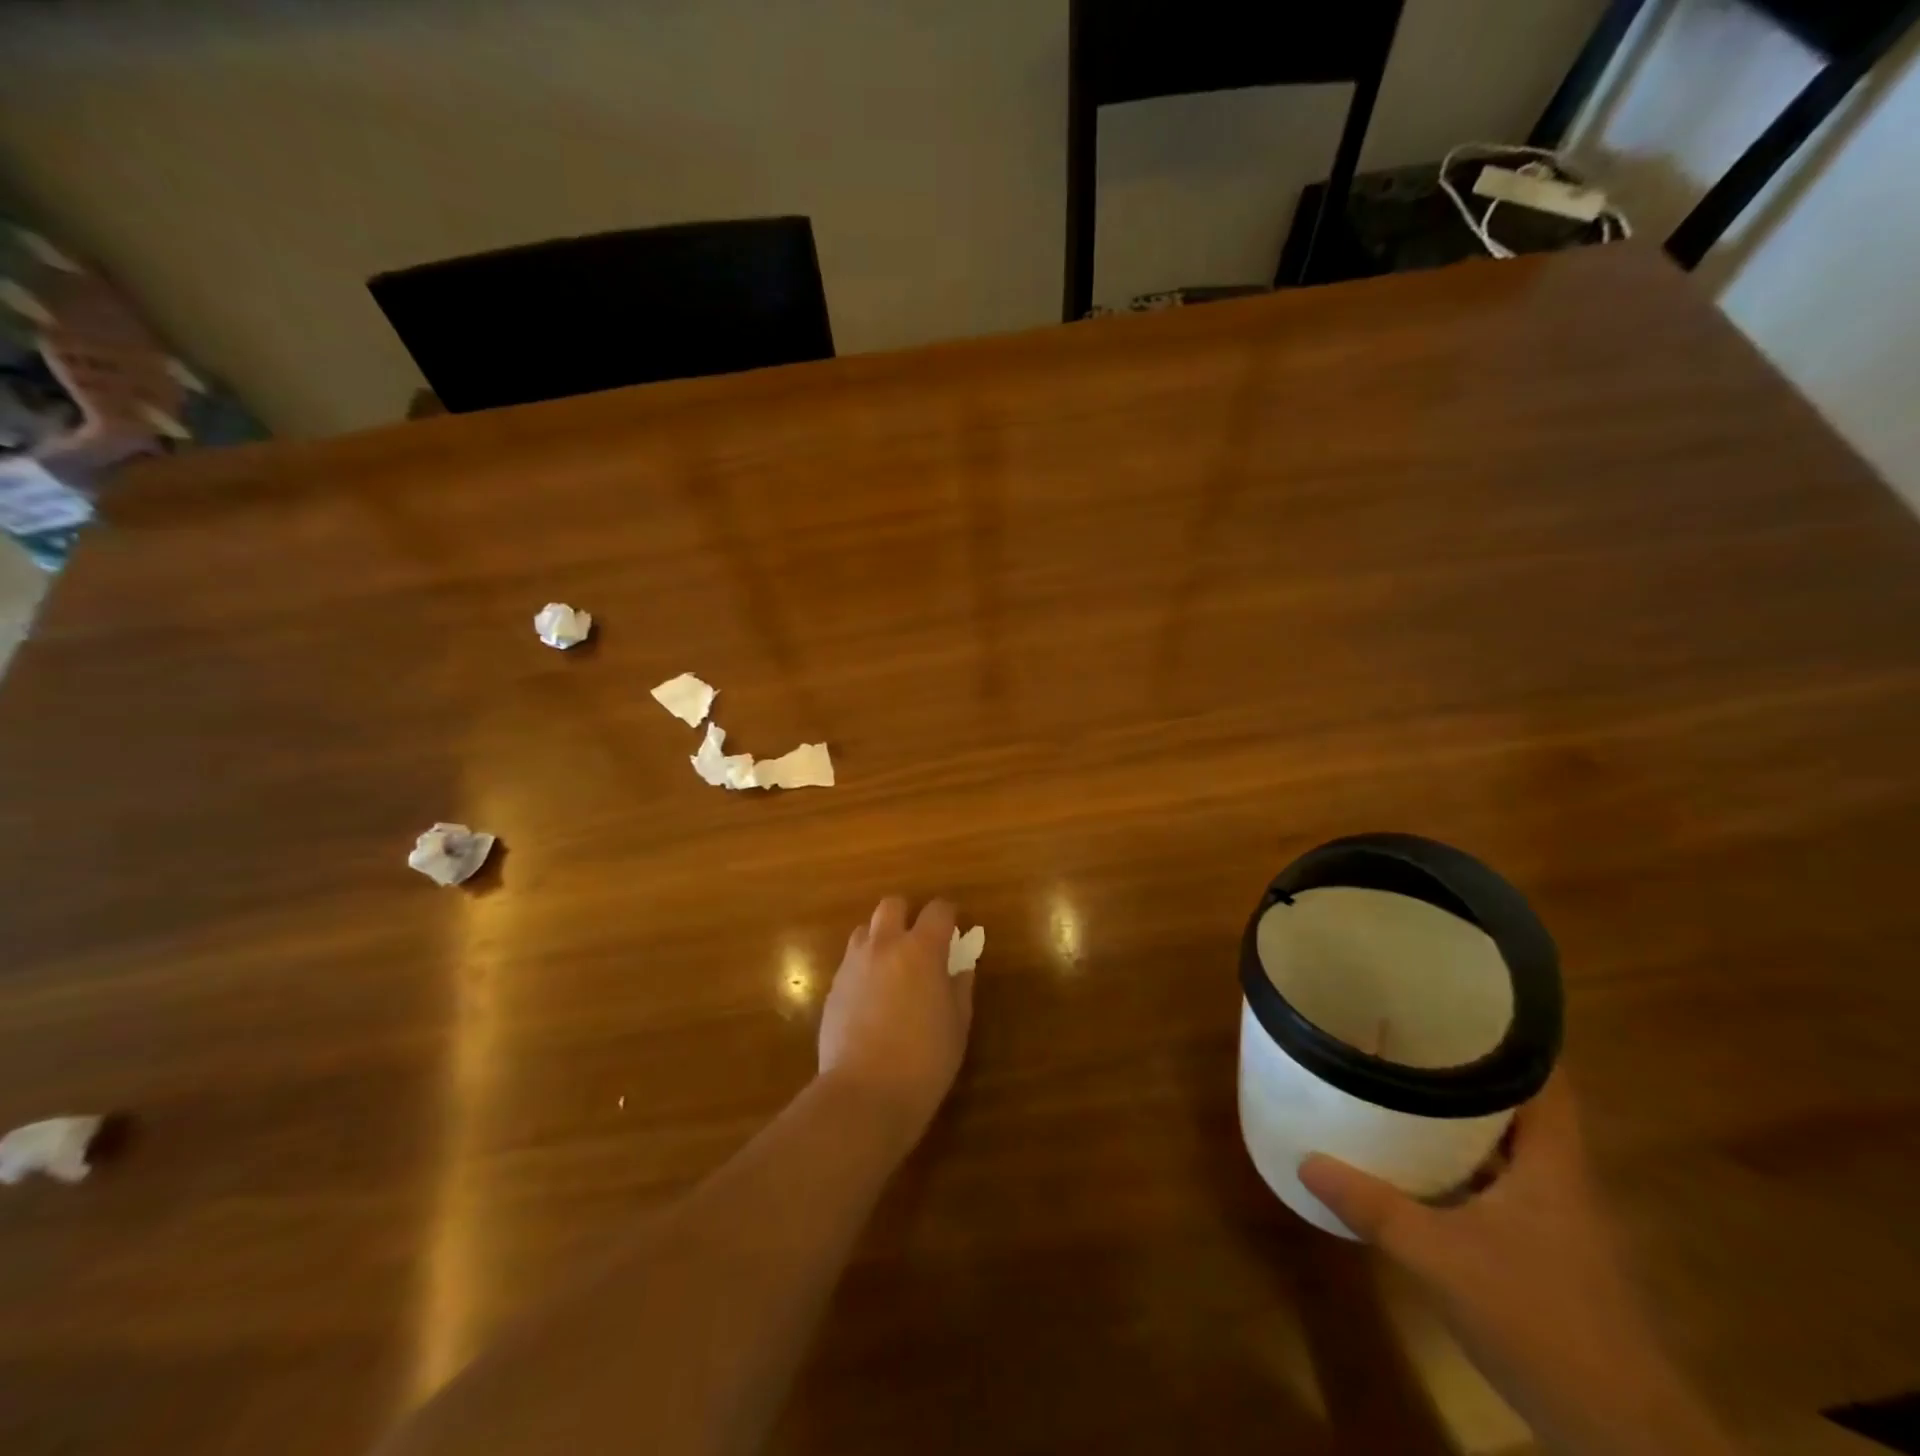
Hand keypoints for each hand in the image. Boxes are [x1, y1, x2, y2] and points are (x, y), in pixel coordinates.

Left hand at [818, 897, 972, 1147]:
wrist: (864, 1094)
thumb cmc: (925, 1061)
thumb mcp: (957, 1025)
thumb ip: (960, 988)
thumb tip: (961, 967)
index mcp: (921, 950)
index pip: (938, 910)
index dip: (948, 915)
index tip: (954, 929)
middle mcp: (884, 946)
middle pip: (892, 905)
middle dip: (907, 915)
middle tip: (919, 942)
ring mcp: (853, 965)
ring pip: (865, 930)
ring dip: (881, 938)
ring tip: (892, 968)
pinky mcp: (833, 988)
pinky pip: (850, 962)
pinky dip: (864, 967)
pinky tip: (872, 998)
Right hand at [1300, 1074, 1735, 1455]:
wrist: (1622, 1438)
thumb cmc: (1542, 1323)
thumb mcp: (1442, 1259)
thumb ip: (1374, 1207)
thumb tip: (1306, 1160)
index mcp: (1554, 1164)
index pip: (1547, 1078)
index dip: (1512, 1035)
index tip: (1458, 1002)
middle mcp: (1560, 1180)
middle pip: (1519, 1105)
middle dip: (1466, 1069)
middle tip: (1405, 1035)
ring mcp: (1555, 1220)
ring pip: (1507, 1146)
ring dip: (1461, 1118)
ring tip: (1400, 1084)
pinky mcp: (1544, 1252)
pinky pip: (1497, 1183)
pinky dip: (1460, 1163)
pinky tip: (1417, 1163)